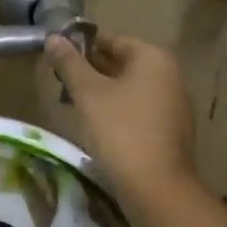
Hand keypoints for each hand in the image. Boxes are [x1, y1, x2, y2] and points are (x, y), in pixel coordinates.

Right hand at [44, 31, 195, 198]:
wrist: (156, 188)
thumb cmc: (120, 131)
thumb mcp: (88, 94)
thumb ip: (69, 63)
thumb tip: (53, 37)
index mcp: (153, 58)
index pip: (111, 40)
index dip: (81, 45)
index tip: (56, 56)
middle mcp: (169, 75)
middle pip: (121, 63)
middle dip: (90, 70)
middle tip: (60, 81)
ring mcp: (173, 104)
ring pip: (128, 88)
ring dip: (101, 92)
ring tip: (73, 103)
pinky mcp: (169, 130)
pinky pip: (137, 109)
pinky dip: (116, 111)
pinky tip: (96, 125)